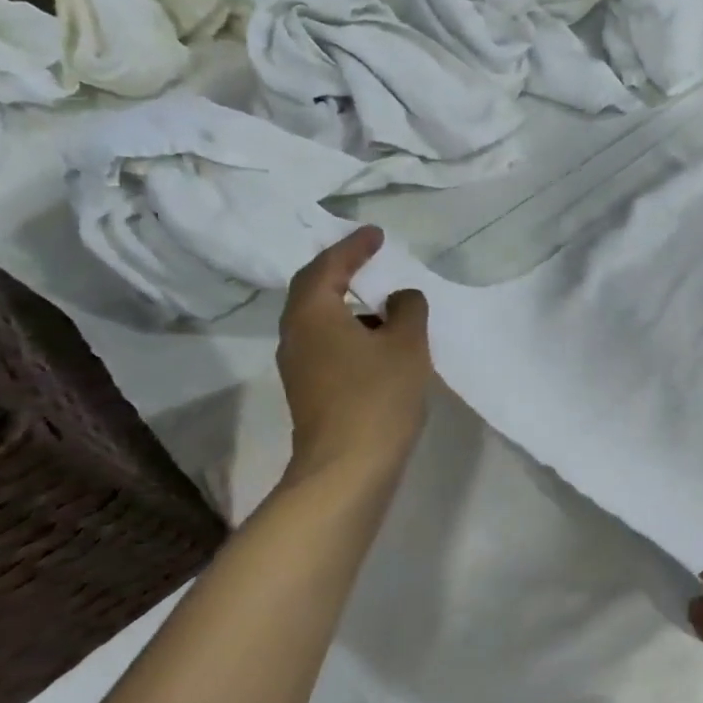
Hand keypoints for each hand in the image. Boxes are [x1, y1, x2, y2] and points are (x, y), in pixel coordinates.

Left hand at [277, 227, 431, 486]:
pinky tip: (379, 346)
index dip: (353, 247)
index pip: (328, 267)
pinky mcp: (310, 392)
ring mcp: (299, 367)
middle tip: (371, 260)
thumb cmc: (377, 396)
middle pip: (313, 292)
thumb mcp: (406, 345)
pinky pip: (327, 346)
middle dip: (342, 272)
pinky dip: (351, 334)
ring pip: (320, 322)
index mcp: (312, 314)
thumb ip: (408, 310)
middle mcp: (295, 336)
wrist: (348, 468)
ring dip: (349, 307)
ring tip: (384, 305)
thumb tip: (401, 297)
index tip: (376, 234)